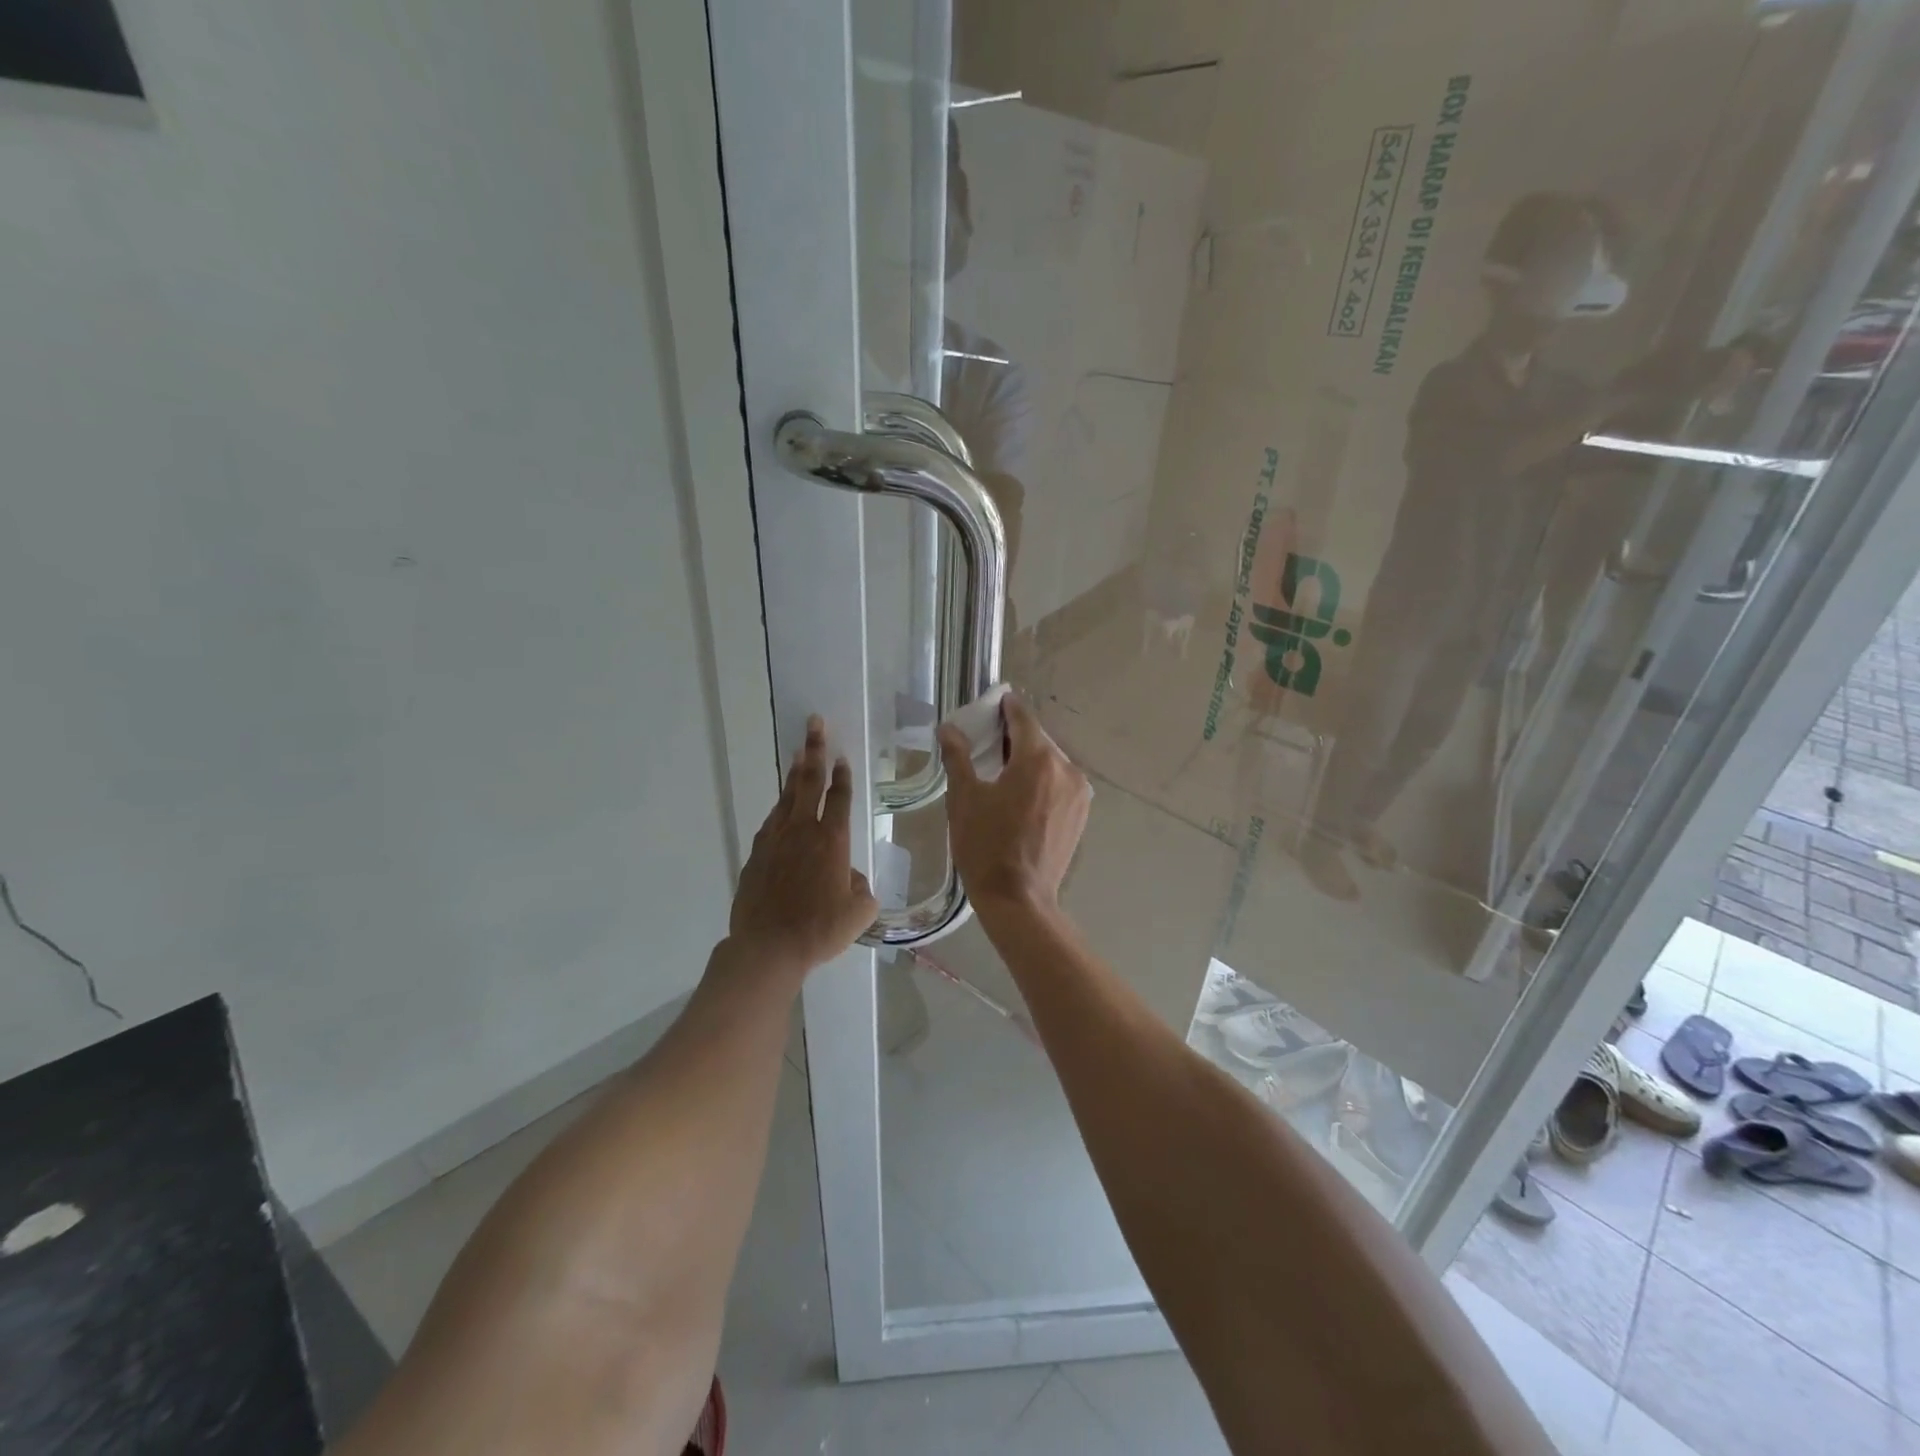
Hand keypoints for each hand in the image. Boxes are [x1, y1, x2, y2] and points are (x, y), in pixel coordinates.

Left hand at [730, 716, 877, 974]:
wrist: (769, 947)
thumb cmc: (821, 929)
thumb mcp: (859, 912)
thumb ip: (861, 889)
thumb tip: (850, 877)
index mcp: (832, 840)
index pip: (839, 798)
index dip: (842, 775)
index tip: (841, 756)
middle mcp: (803, 831)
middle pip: (809, 783)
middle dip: (814, 750)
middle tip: (814, 724)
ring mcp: (775, 841)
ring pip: (786, 799)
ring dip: (794, 775)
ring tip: (799, 754)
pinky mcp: (756, 856)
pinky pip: (770, 824)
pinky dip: (778, 810)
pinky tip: (779, 810)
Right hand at [937, 693, 1090, 917]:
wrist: (1018, 899)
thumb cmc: (986, 846)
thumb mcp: (964, 798)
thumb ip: (958, 756)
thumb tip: (949, 728)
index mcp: (1038, 759)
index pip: (1023, 717)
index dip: (1006, 707)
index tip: (993, 704)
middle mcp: (1066, 768)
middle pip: (1038, 740)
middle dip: (1014, 737)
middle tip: (987, 742)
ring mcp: (1078, 793)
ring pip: (1050, 762)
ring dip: (1028, 760)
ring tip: (1002, 772)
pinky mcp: (1080, 813)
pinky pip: (1059, 783)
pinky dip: (1042, 780)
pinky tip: (1021, 795)